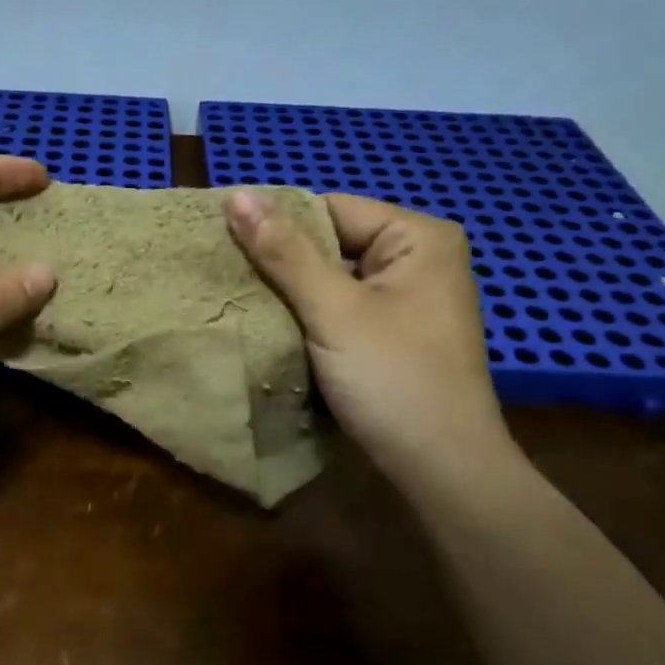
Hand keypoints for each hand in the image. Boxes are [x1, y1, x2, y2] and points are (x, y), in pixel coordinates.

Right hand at [225, 191, 511, 474]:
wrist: (442, 469)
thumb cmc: (394, 380)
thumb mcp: (333, 311)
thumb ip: (285, 253)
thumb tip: (236, 195)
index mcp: (418, 237)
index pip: (329, 209)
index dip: (276, 225)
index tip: (222, 244)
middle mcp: (419, 258)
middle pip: (332, 244)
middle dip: (281, 262)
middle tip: (224, 276)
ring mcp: (409, 299)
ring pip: (332, 279)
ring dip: (290, 293)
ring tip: (238, 300)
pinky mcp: (395, 333)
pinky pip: (341, 309)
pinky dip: (309, 317)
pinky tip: (274, 328)